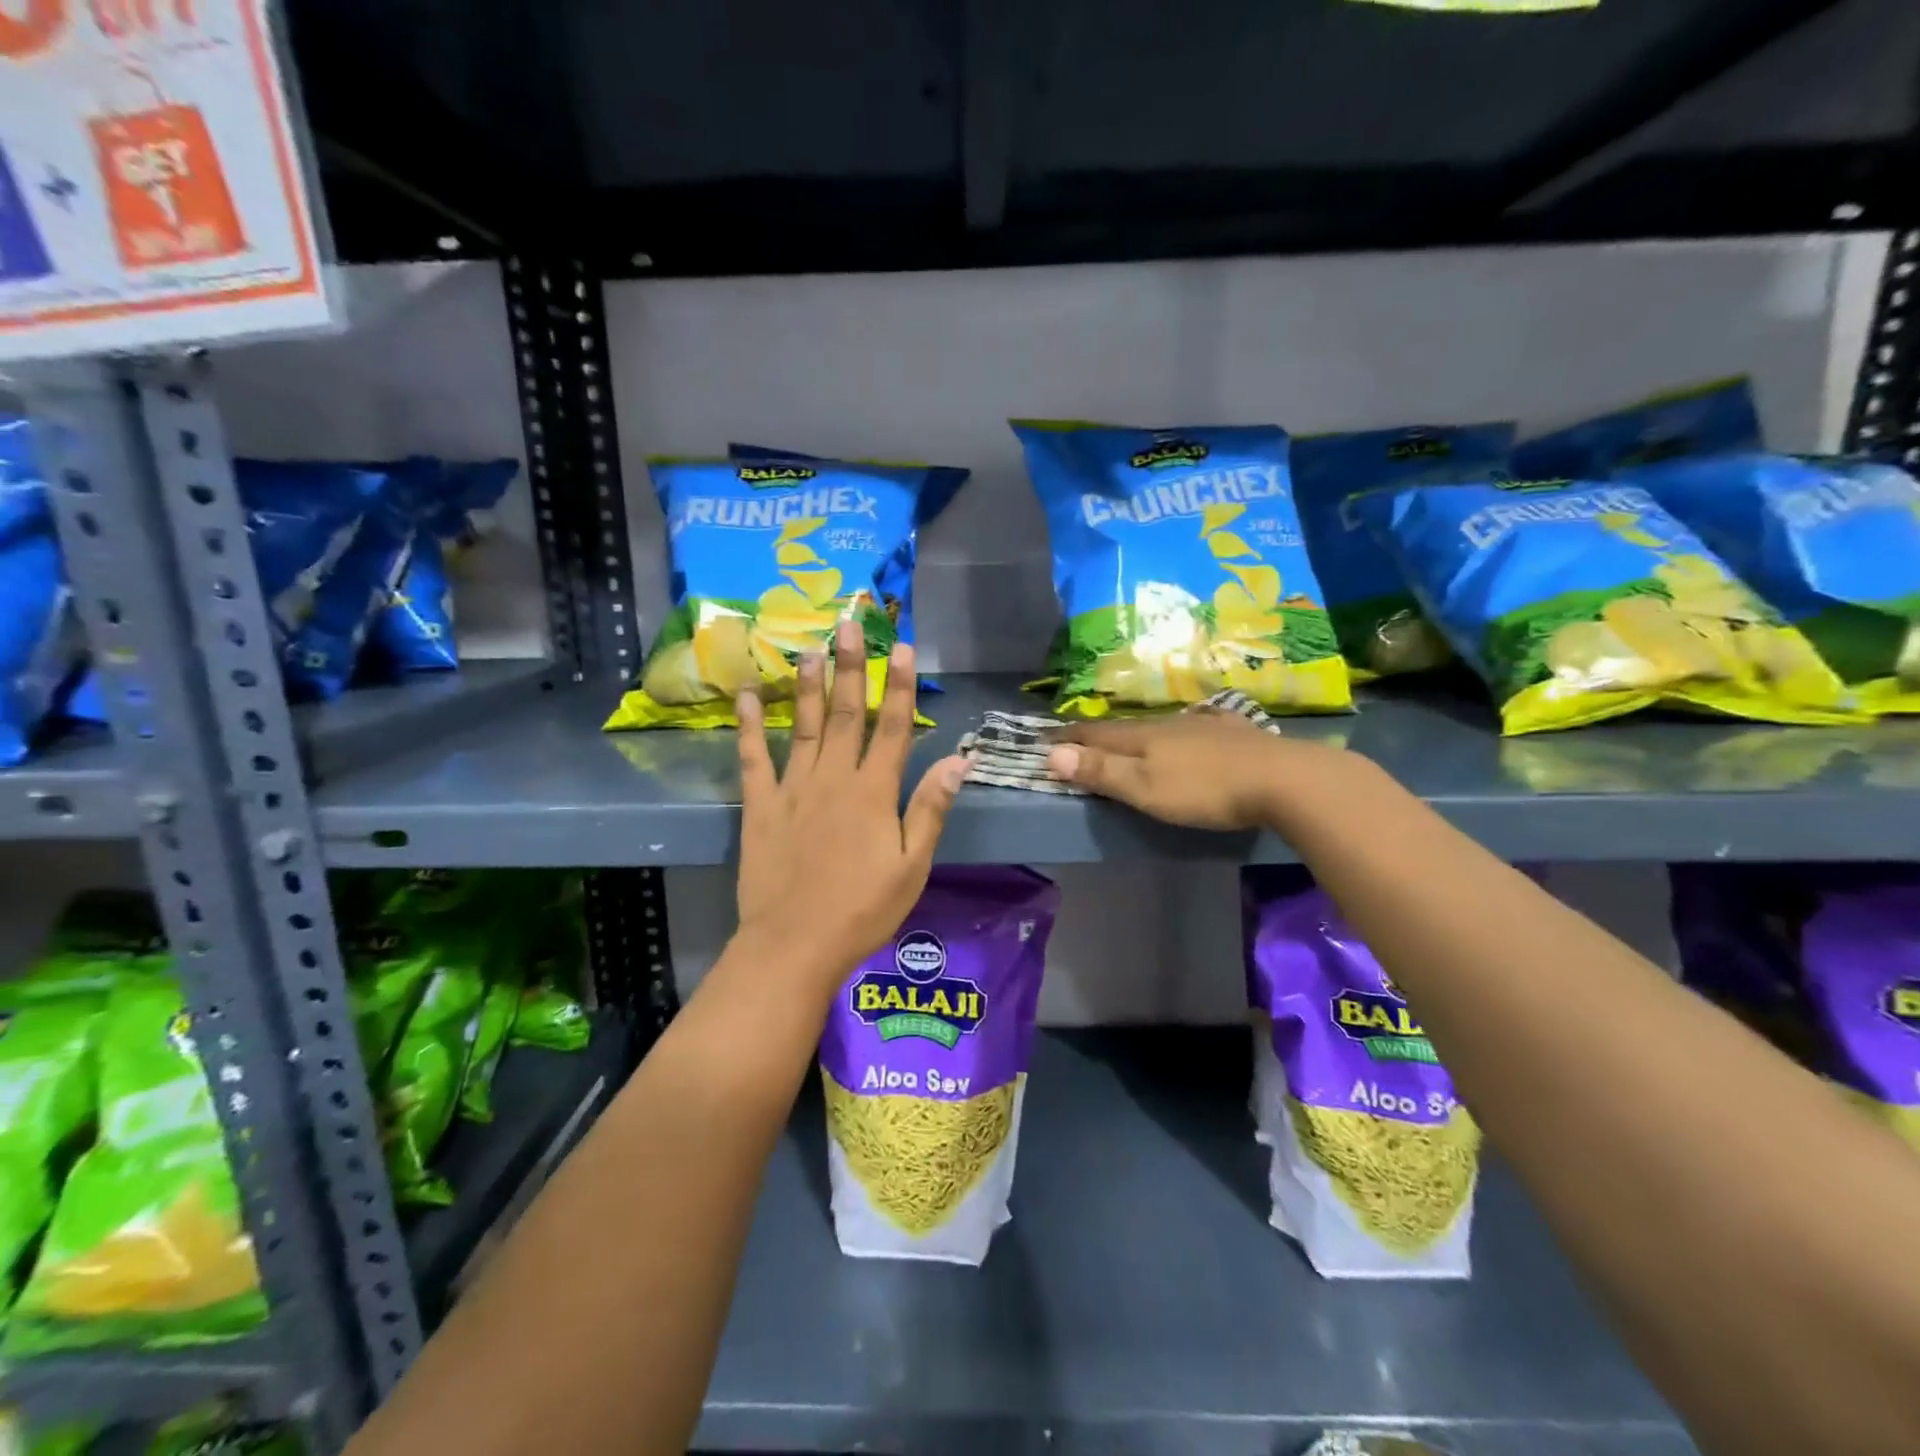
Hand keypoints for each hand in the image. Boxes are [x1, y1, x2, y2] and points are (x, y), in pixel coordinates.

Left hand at [735, 619, 967, 987]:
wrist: (794, 945)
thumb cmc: (862, 910)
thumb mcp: (912, 866)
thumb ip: (931, 808)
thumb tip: (960, 759)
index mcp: (873, 792)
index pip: (892, 727)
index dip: (899, 686)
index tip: (902, 647)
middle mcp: (833, 778)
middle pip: (845, 714)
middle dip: (851, 667)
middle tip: (849, 625)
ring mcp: (792, 789)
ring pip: (803, 726)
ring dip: (807, 685)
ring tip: (810, 648)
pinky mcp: (760, 806)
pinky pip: (754, 758)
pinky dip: (750, 726)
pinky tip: (746, 695)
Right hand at [1045, 711, 1348, 829]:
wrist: (1282, 779)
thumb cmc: (1204, 790)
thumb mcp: (1145, 787)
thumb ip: (1101, 771)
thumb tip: (1052, 754)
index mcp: (1141, 737)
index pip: (1094, 734)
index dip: (1068, 738)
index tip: (1045, 739)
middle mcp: (1167, 724)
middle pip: (1123, 728)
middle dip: (1097, 734)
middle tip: (1078, 738)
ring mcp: (1202, 725)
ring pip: (1158, 726)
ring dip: (1135, 732)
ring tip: (1126, 737)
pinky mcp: (1232, 732)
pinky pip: (1194, 726)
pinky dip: (1178, 729)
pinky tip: (1192, 725)